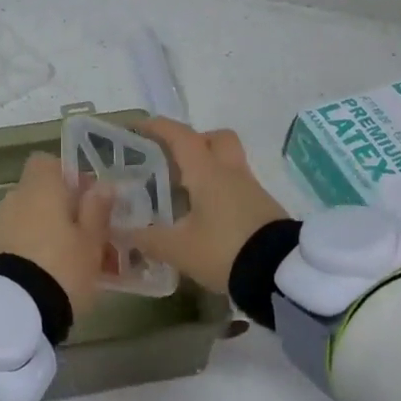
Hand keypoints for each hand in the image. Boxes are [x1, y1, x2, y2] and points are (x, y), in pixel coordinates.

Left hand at [0, 153, 115, 316]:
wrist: (14, 310)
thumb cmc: (62, 266)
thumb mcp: (92, 240)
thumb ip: (97, 210)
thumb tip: (102, 185)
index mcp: (40, 187)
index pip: (47, 162)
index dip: (68, 176)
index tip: (88, 199)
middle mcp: (15, 198)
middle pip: (41, 194)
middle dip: (63, 210)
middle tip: (90, 236)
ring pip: (31, 220)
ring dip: (50, 232)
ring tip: (76, 262)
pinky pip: (19, 241)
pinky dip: (35, 250)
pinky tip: (54, 275)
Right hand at [132, 119, 289, 293]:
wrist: (280, 273)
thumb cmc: (224, 250)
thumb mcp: (178, 249)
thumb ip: (147, 238)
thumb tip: (119, 231)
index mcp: (207, 172)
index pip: (181, 137)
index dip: (159, 128)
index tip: (139, 127)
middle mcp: (231, 173)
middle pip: (217, 139)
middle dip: (194, 142)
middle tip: (172, 160)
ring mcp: (251, 190)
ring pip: (228, 164)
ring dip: (206, 170)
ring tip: (182, 194)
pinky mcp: (263, 210)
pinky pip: (236, 188)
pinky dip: (218, 193)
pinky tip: (203, 217)